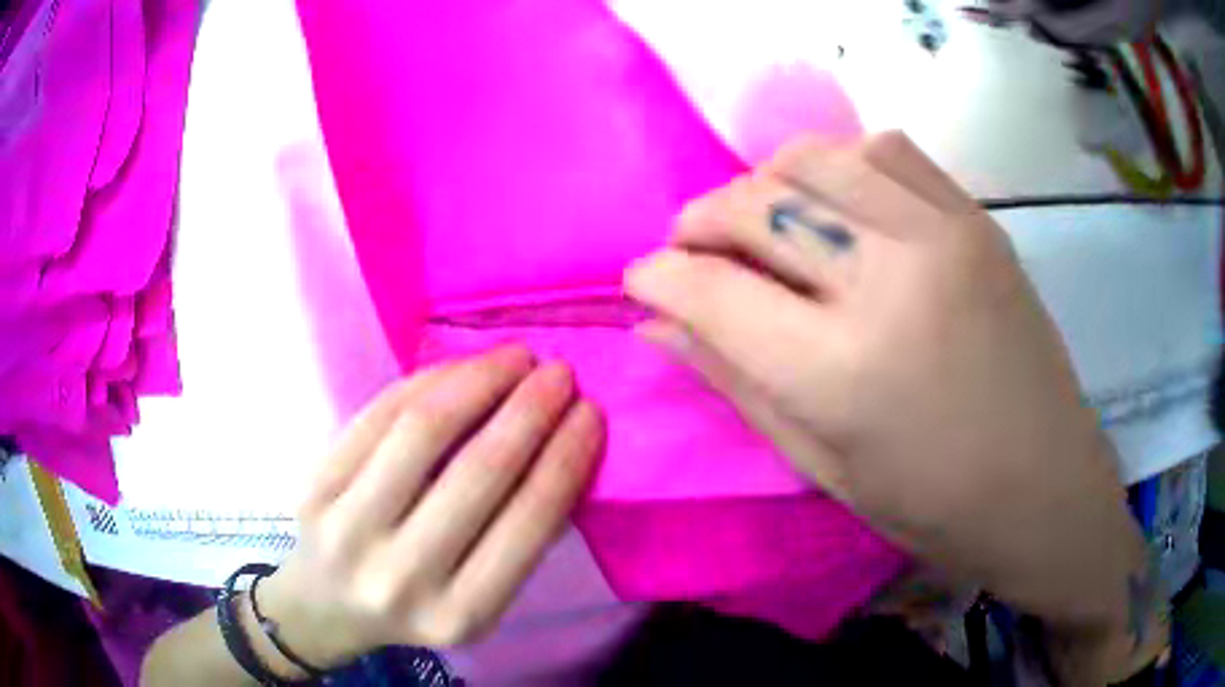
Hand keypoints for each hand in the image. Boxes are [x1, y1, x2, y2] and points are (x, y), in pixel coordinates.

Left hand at [255, 346, 603, 668]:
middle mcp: (401, 577)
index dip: (566, 459)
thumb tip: (559, 451)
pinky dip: (427, 381)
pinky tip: (460, 367)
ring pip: (423, 431)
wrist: (326, 606)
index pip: (528, 524)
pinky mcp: (316, 487)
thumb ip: (516, 541)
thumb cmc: (415, 604)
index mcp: (460, 616)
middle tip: (560, 373)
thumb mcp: (476, 601)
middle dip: (531, 410)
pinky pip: (378, 415)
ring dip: (480, 381)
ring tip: (515, 358)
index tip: (591, 413)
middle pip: (479, 471)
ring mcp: (349, 528)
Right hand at [625, 132, 1148, 638]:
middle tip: (691, 250)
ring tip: (761, 220)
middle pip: (757, 205)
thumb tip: (658, 323)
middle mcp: (890, 280)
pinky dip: (839, 163)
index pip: (711, 290)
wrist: (1044, 486)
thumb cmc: (932, 505)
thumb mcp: (820, 464)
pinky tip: (838, 204)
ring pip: (815, 156)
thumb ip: (734, 380)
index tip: (641, 280)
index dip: (658, 277)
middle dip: (700, 221)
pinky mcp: (975, 218)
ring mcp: (942, 234)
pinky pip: (884, 149)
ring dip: (764, 181)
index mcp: (842, 371)